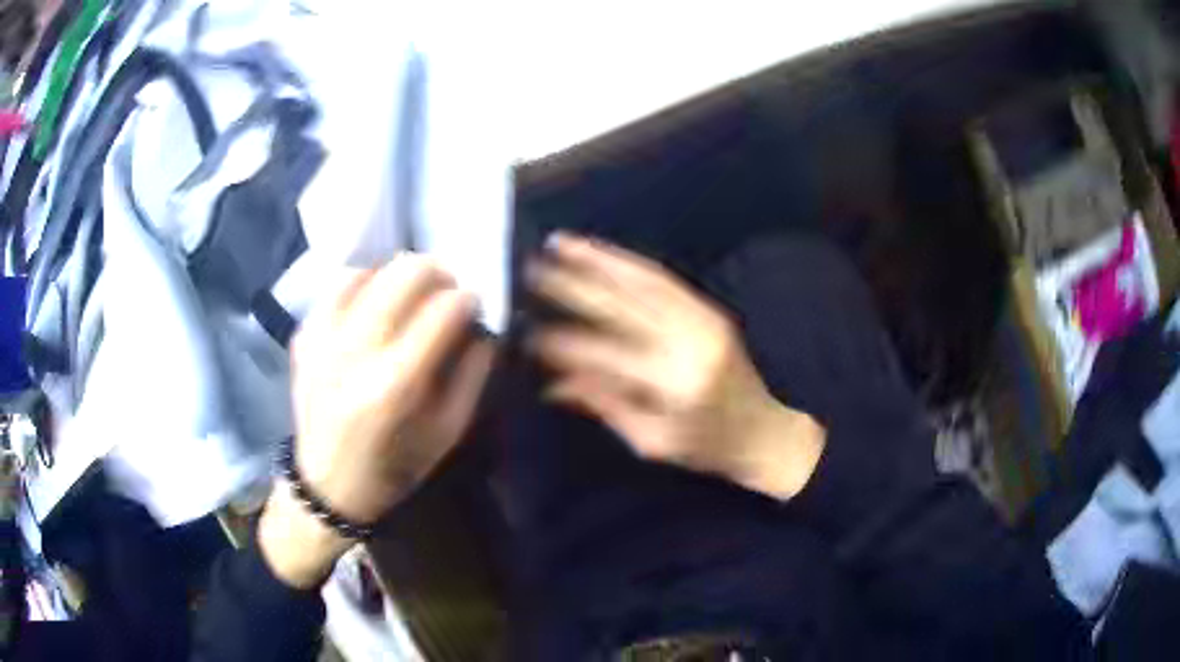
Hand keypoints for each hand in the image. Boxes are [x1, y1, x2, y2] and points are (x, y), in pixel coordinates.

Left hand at [260, 255, 493, 587]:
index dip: (468, 299)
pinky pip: (336, 285)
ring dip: (400, 275)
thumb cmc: (394, 467)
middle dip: (438, 273)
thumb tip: (483, 328)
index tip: (474, 307)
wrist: (327, 486)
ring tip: (410, 295)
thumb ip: (472, 377)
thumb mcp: (447, 434)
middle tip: (447, 292)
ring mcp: (323, 340)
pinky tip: (374, 298)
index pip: (443, 311)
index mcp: (396, 386)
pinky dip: (363, 281)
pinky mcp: (304, 336)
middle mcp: (355, 353)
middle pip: (405, 274)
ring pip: (371, 270)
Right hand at [527, 233, 824, 500]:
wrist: (764, 431)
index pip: (607, 356)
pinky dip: (627, 261)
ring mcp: (704, 318)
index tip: (528, 334)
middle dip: (572, 287)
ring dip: (597, 259)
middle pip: (621, 308)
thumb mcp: (651, 440)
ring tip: (559, 242)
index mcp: (676, 385)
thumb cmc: (707, 449)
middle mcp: (690, 342)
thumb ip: (605, 405)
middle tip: (532, 271)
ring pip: (642, 281)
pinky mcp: (709, 308)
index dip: (564, 344)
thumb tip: (553, 384)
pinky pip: (663, 278)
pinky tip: (600, 251)